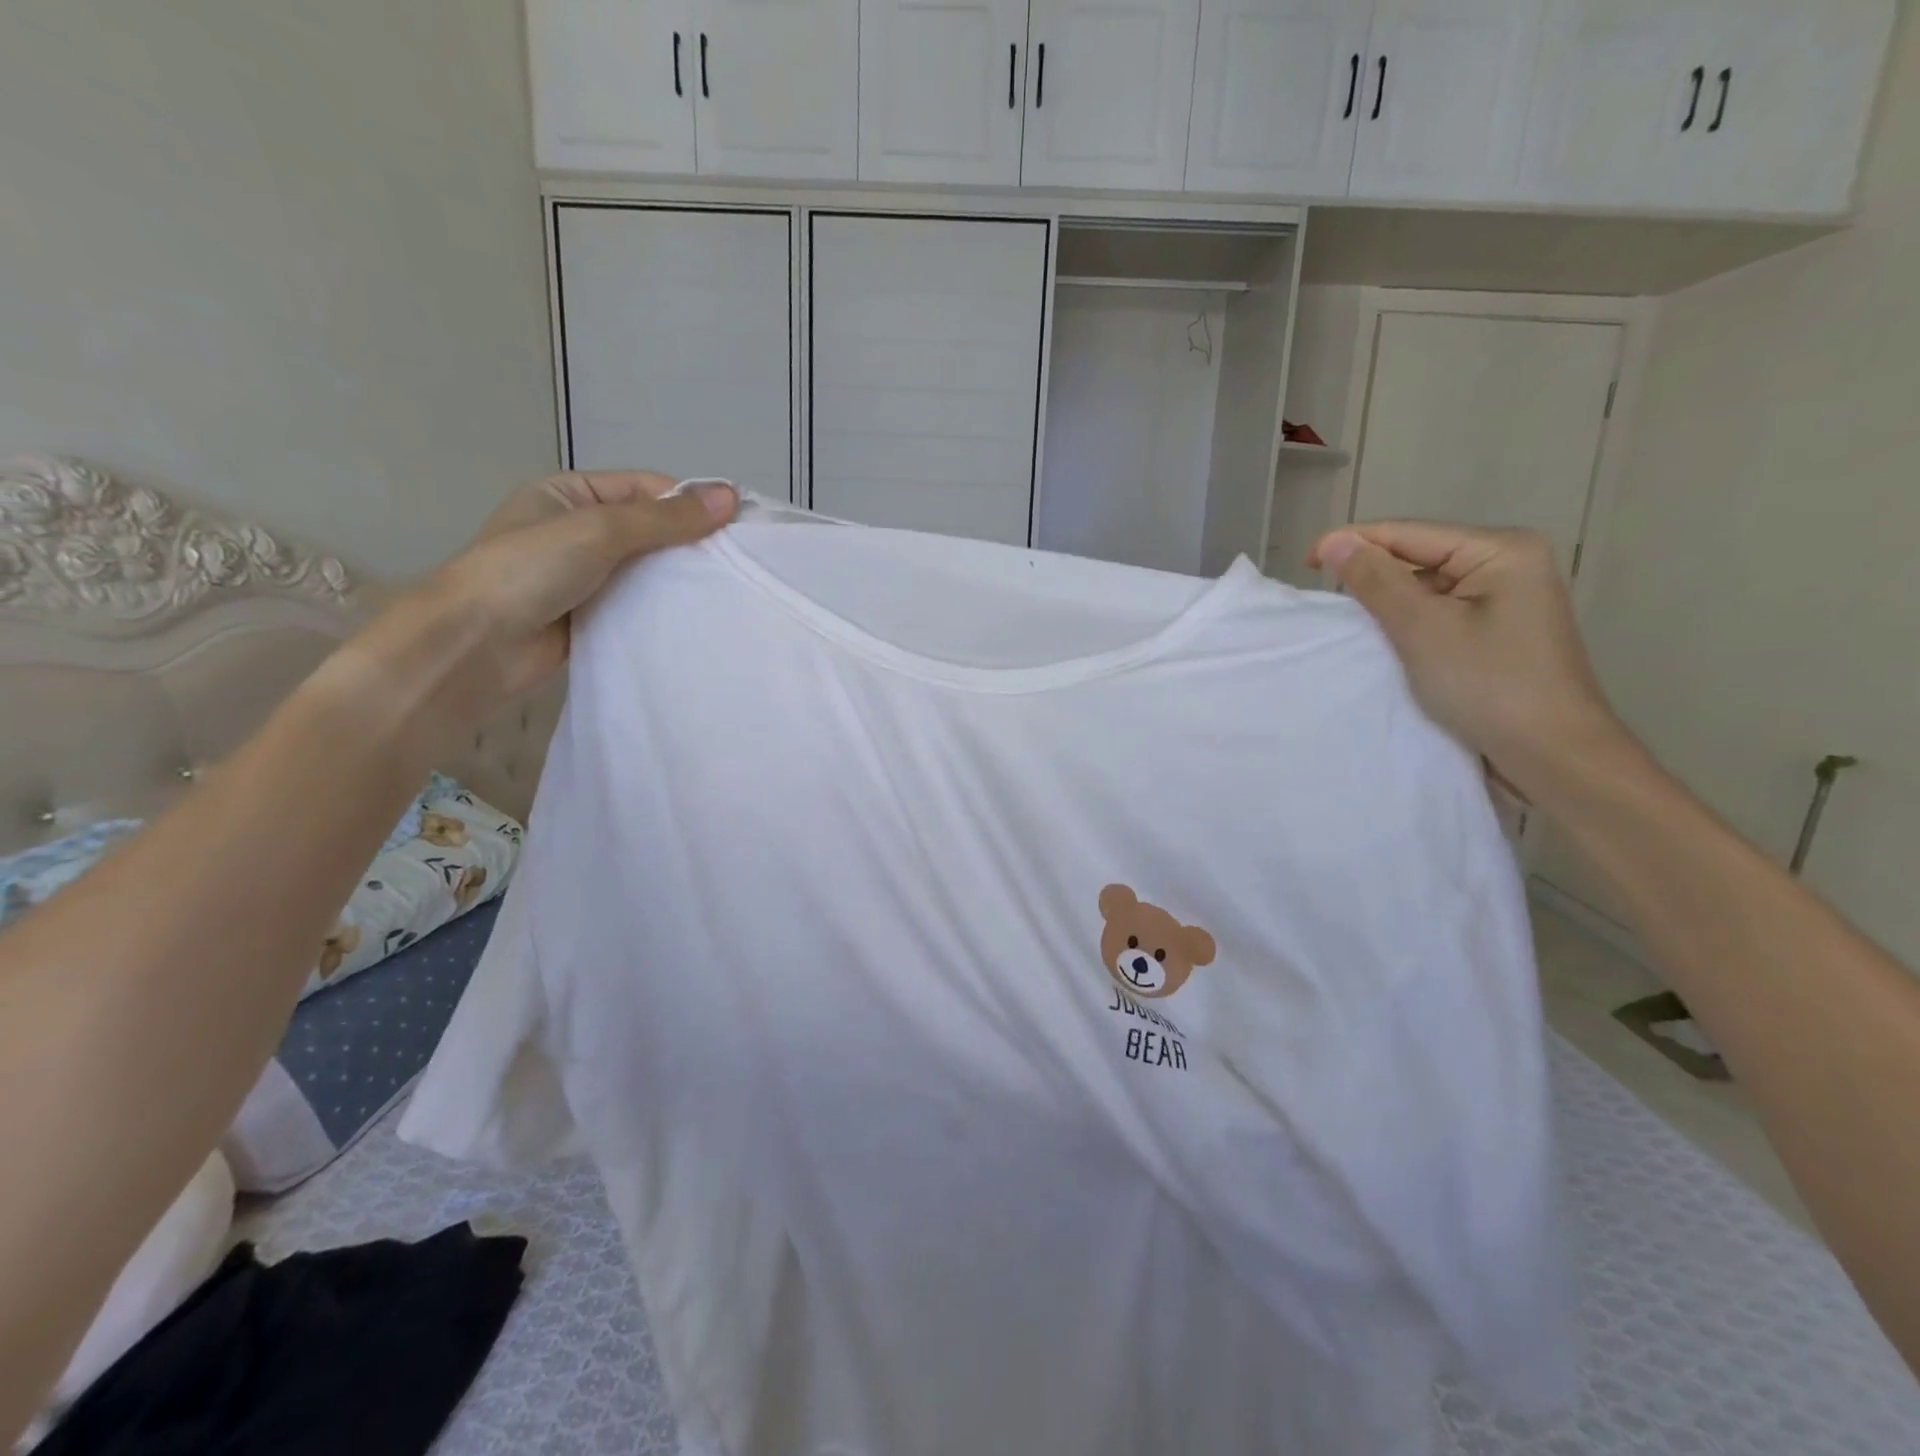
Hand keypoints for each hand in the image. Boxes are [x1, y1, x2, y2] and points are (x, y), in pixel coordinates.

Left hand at [328, 470, 736, 756]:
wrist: (475, 647)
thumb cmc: (527, 571)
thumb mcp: (599, 530)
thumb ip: (664, 518)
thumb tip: (730, 497)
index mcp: (568, 495)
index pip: (644, 489)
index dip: (689, 503)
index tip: (737, 527)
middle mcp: (577, 532)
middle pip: (649, 530)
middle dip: (689, 544)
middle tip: (739, 563)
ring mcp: (584, 578)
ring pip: (647, 571)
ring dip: (680, 579)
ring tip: (728, 591)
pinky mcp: (593, 618)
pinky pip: (638, 606)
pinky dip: (664, 610)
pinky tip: (698, 617)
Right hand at [1308, 522, 1635, 806]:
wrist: (1552, 755)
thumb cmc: (1488, 685)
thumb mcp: (1423, 629)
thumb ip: (1376, 581)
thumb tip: (1335, 542)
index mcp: (1502, 551)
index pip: (1410, 533)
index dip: (1354, 543)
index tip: (1303, 563)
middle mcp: (1510, 564)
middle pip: (1420, 556)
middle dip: (1371, 572)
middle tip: (1322, 595)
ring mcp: (1508, 600)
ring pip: (1427, 586)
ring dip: (1387, 600)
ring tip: (1346, 617)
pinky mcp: (1499, 632)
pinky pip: (1440, 612)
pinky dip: (1407, 621)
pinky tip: (1383, 637)